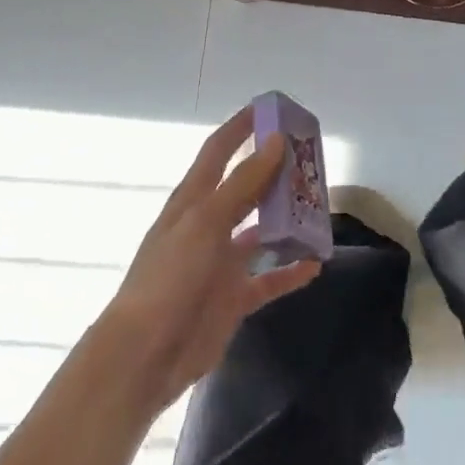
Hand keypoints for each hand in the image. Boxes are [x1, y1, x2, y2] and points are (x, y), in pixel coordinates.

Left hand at [97, 107, 321, 412]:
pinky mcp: (232, 298)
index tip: (269, 107)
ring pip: (262, 231)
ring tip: (320, 208)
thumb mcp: (205, 223)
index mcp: (193, 201)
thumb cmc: (168, 279)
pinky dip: (290, 270)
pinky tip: (316, 263)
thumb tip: (276, 141)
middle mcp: (209, 225)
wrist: (144, 357)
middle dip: (275, 171)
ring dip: (288, 220)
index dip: (241, 127)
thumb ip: (243, 184)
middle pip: (247, 188)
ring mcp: (221, 263)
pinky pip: (269, 278)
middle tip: (311, 158)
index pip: (219, 151)